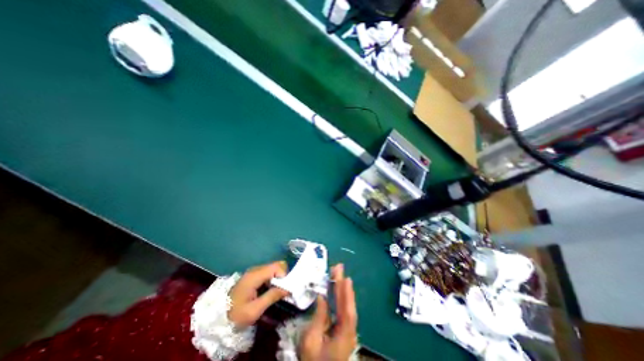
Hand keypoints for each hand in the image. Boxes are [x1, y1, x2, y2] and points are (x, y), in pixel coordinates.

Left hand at [225, 261, 287, 328]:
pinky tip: (271, 289)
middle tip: (282, 290)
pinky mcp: (254, 275)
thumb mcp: (255, 310)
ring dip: (278, 278)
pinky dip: (274, 278)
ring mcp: (254, 271)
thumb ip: (272, 296)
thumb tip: (288, 288)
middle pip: (276, 265)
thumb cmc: (236, 315)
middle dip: (282, 276)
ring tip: (277, 291)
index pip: (276, 266)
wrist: (218, 318)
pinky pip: (269, 272)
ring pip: (273, 268)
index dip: (284, 275)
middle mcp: (255, 269)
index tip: (285, 288)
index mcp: (255, 276)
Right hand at [299, 264, 356, 359]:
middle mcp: (349, 332)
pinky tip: (338, 289)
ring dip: (343, 289)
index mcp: (343, 336)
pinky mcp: (343, 330)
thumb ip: (319, 317)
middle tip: (339, 268)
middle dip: (344, 286)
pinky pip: (344, 310)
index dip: (346, 293)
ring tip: (339, 274)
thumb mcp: (311, 340)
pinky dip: (341, 298)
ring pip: (347, 307)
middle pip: (348, 306)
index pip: (347, 311)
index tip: (344, 277)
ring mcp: (347, 331)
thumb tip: (322, 296)